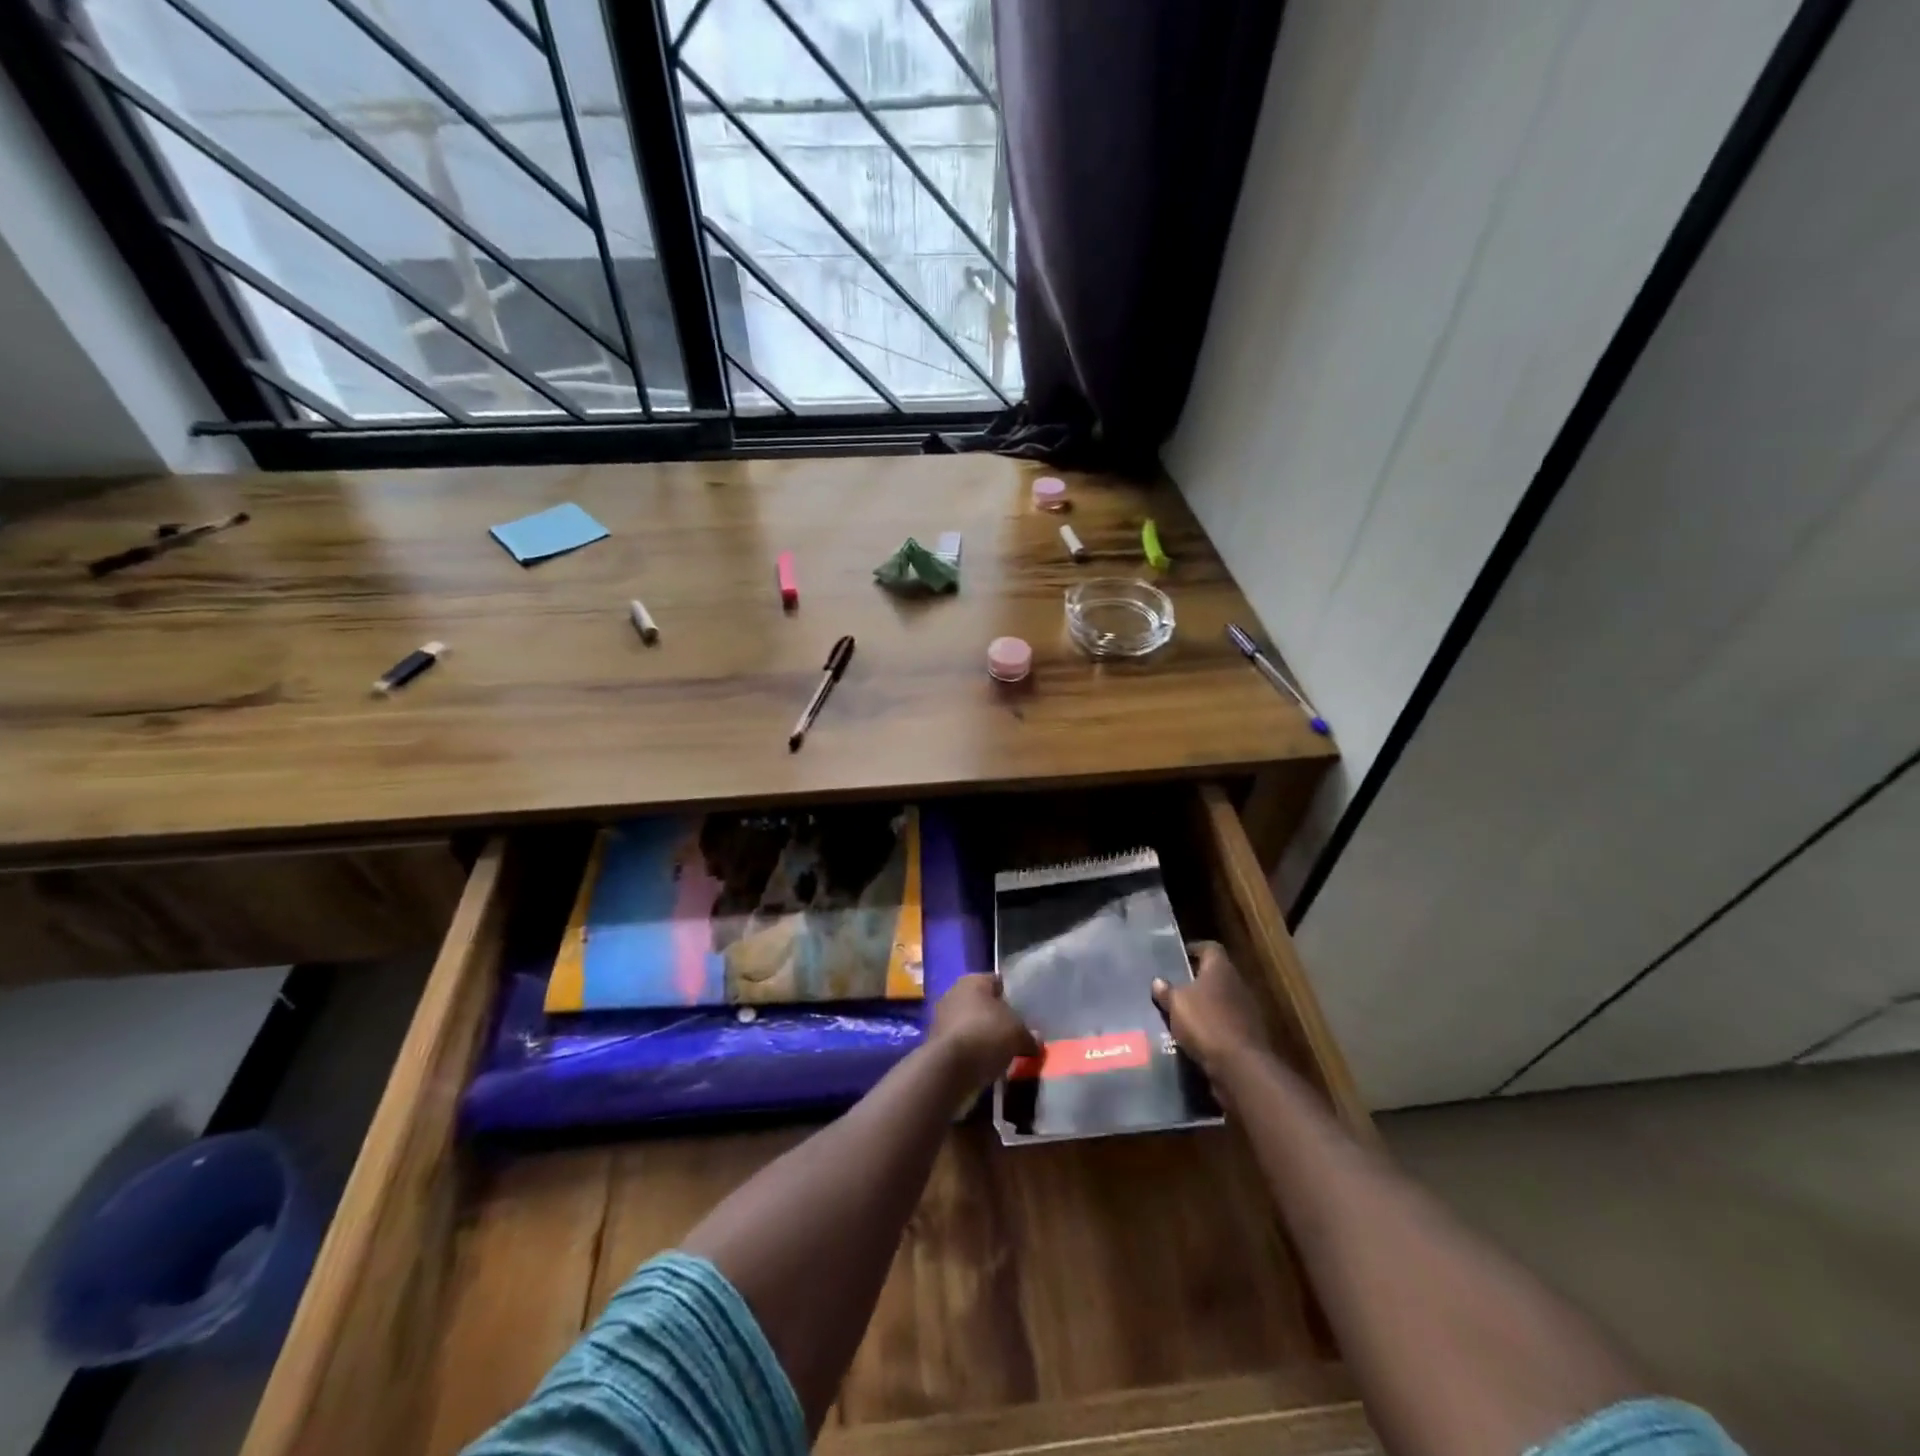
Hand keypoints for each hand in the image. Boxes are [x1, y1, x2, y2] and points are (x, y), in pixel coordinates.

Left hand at [930, 974, 1040, 1091]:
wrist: (951, 1068)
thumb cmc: (988, 1034)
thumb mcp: (1019, 1034)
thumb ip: (1029, 1035)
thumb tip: (1036, 1039)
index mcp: (973, 980)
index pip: (997, 982)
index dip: (1010, 995)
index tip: (1022, 1011)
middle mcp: (954, 992)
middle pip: (981, 1003)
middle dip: (995, 1017)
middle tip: (1013, 1033)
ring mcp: (941, 1017)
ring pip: (969, 1023)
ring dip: (982, 1035)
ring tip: (1001, 1052)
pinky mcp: (935, 1042)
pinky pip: (961, 1043)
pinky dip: (971, 1051)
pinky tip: (985, 1063)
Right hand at [1151, 941, 1269, 1080]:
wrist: (1240, 1066)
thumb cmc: (1205, 1023)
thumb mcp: (1176, 1004)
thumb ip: (1166, 990)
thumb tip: (1158, 981)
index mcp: (1220, 969)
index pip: (1210, 948)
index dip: (1194, 949)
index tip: (1178, 955)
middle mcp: (1237, 984)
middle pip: (1215, 974)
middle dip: (1196, 979)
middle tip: (1174, 985)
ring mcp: (1246, 1010)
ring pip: (1220, 1000)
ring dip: (1204, 1005)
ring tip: (1180, 1012)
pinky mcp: (1248, 1034)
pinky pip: (1225, 1023)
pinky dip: (1211, 1026)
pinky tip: (1195, 1035)